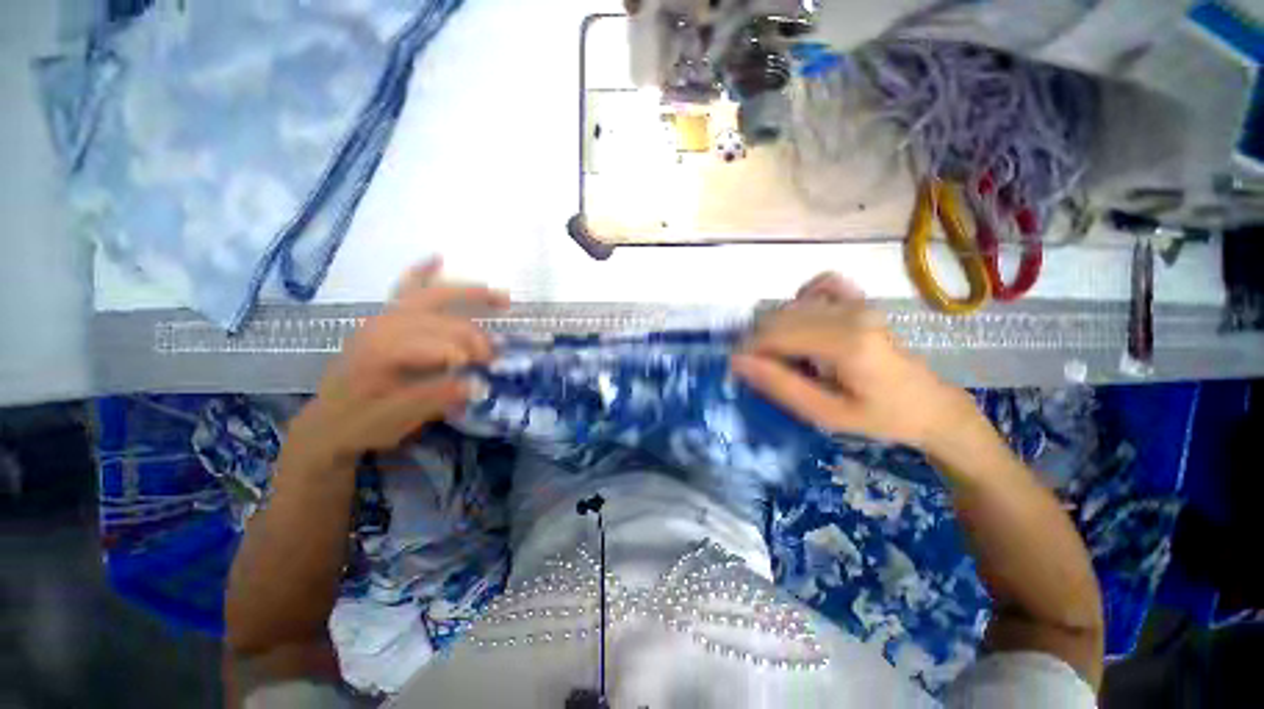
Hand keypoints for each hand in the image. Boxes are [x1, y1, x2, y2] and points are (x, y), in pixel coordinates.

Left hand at [287, 259, 509, 466]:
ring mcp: (383, 318)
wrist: (327, 423)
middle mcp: (383, 326)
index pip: (437, 344)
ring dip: (468, 294)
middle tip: (494, 356)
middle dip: (473, 335)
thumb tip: (478, 383)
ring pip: (431, 296)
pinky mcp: (384, 319)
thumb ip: (436, 398)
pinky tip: (438, 259)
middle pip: (441, 319)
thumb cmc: (361, 423)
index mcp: (382, 352)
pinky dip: (421, 273)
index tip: (486, 374)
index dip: (467, 356)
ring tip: (501, 297)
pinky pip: (404, 289)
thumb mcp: (397, 420)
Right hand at [731, 273, 976, 452]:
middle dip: (759, 342)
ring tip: (785, 358)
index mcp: (846, 342)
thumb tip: (738, 362)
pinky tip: (804, 324)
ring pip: (791, 305)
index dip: (749, 350)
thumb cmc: (879, 417)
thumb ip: (781, 385)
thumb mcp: (825, 414)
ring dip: (775, 329)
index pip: (775, 334)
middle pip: (778, 317)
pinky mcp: (860, 300)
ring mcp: (857, 302)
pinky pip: (819, 285)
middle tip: (762, 371)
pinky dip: (801, 301)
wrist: (928, 404)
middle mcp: (850, 312)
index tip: (738, 371)